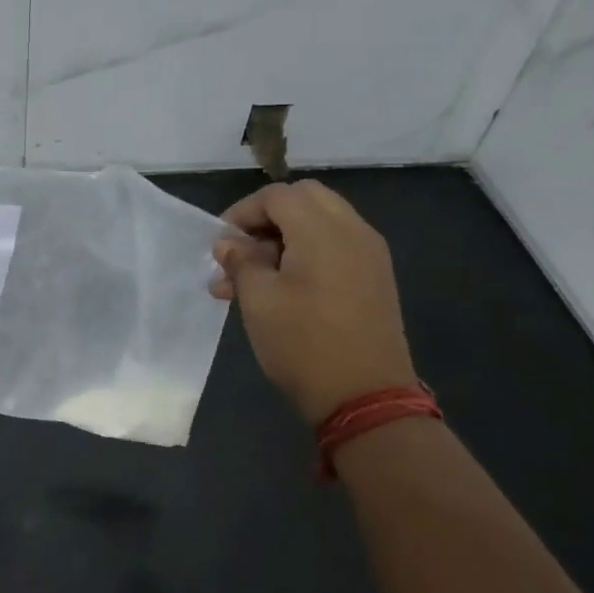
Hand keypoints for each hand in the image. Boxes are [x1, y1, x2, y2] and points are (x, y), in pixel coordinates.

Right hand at [210, 180, 416, 424]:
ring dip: (283, 240)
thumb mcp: (258, 301)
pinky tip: (280, 290)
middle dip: (266, 219)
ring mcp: (369, 254)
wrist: (365, 397)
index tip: (219, 244)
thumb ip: (241, 262)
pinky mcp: (374, 278)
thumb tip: (227, 242)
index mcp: (323, 230)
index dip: (242, 212)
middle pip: (304, 200)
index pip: (277, 195)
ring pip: (320, 223)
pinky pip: (336, 247)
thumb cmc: (303, 345)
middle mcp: (353, 230)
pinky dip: (306, 254)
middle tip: (239, 253)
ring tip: (247, 281)